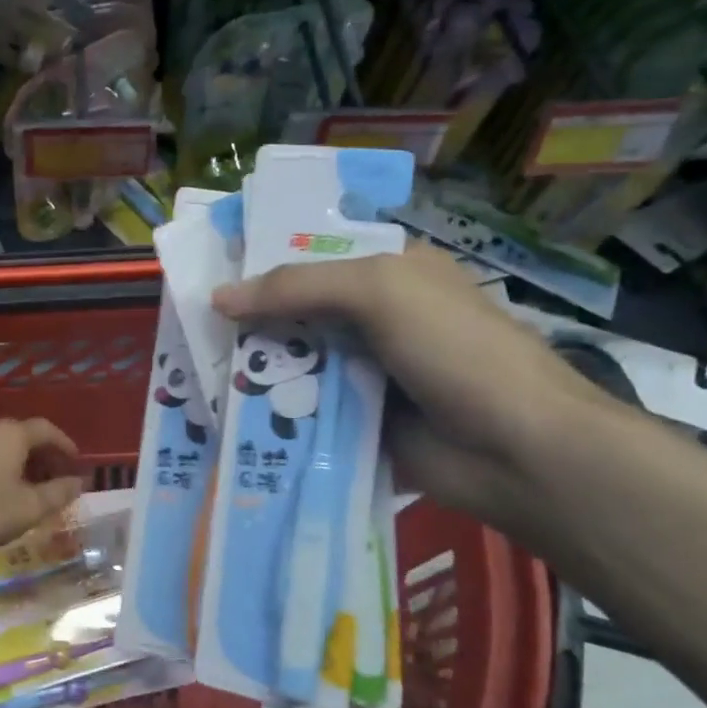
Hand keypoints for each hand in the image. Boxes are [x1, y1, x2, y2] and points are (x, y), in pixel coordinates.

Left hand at [0, 418, 84, 562]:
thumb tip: (77, 482)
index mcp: (10, 435)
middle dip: (40, 456)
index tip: (75, 461)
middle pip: (20, 436)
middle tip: (52, 478)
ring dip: (13, 463)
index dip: (64, 444)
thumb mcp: (29, 508)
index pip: (46, 429)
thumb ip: (58, 493)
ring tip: (22, 488)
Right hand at [213, 242, 606, 530]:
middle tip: (190, 327)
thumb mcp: (379, 292)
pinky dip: (272, 411)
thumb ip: (297, 287)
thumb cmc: (454, 349)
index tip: (209, 272)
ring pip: (296, 363)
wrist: (516, 450)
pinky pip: (303, 410)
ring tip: (195, 371)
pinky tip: (227, 414)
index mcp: (390, 273)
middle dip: (248, 320)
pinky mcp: (357, 422)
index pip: (313, 257)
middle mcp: (376, 319)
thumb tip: (218, 298)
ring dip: (254, 369)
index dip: (263, 263)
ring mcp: (366, 374)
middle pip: (297, 312)